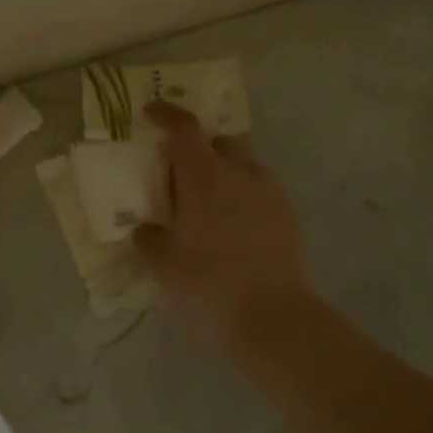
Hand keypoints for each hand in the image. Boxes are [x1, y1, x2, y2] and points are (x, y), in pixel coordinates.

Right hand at [133, 102, 316, 349]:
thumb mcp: (165, 266)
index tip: (150, 113)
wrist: (277, 320)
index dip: (166, 115)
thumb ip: (150, 239)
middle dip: (196, 146)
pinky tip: (227, 225)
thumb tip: (145, 229)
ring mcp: (270, 193)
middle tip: (176, 172)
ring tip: (203, 204)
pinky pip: (257, 189)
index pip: (186, 129)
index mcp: (206, 177)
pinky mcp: (287, 215)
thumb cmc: (211, 286)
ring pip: (241, 165)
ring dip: (220, 171)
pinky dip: (238, 193)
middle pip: (218, 141)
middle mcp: (242, 174)